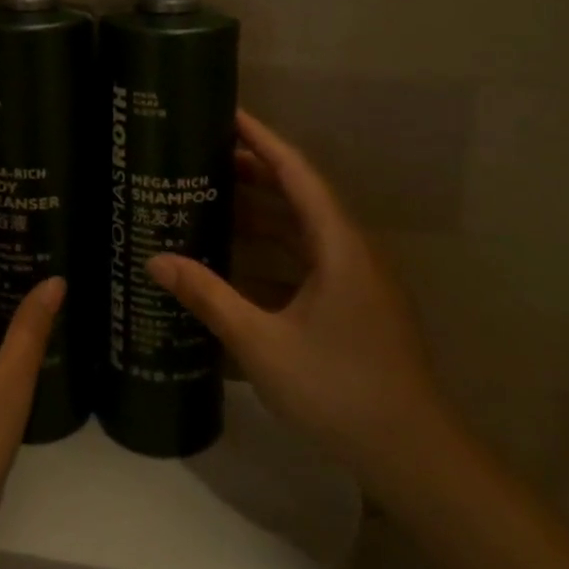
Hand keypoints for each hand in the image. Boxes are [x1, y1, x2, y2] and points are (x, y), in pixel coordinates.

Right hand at [147, 109, 449, 490]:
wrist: (413, 455)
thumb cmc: (339, 389)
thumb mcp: (263, 342)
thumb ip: (209, 297)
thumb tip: (155, 260)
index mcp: (338, 244)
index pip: (296, 171)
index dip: (261, 139)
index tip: (227, 113)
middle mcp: (350, 250)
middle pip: (299, 194)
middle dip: (253, 171)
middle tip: (202, 157)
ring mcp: (355, 279)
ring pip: (302, 228)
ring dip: (261, 212)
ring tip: (211, 199)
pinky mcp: (353, 304)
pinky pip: (306, 259)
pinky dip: (272, 250)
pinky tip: (236, 261)